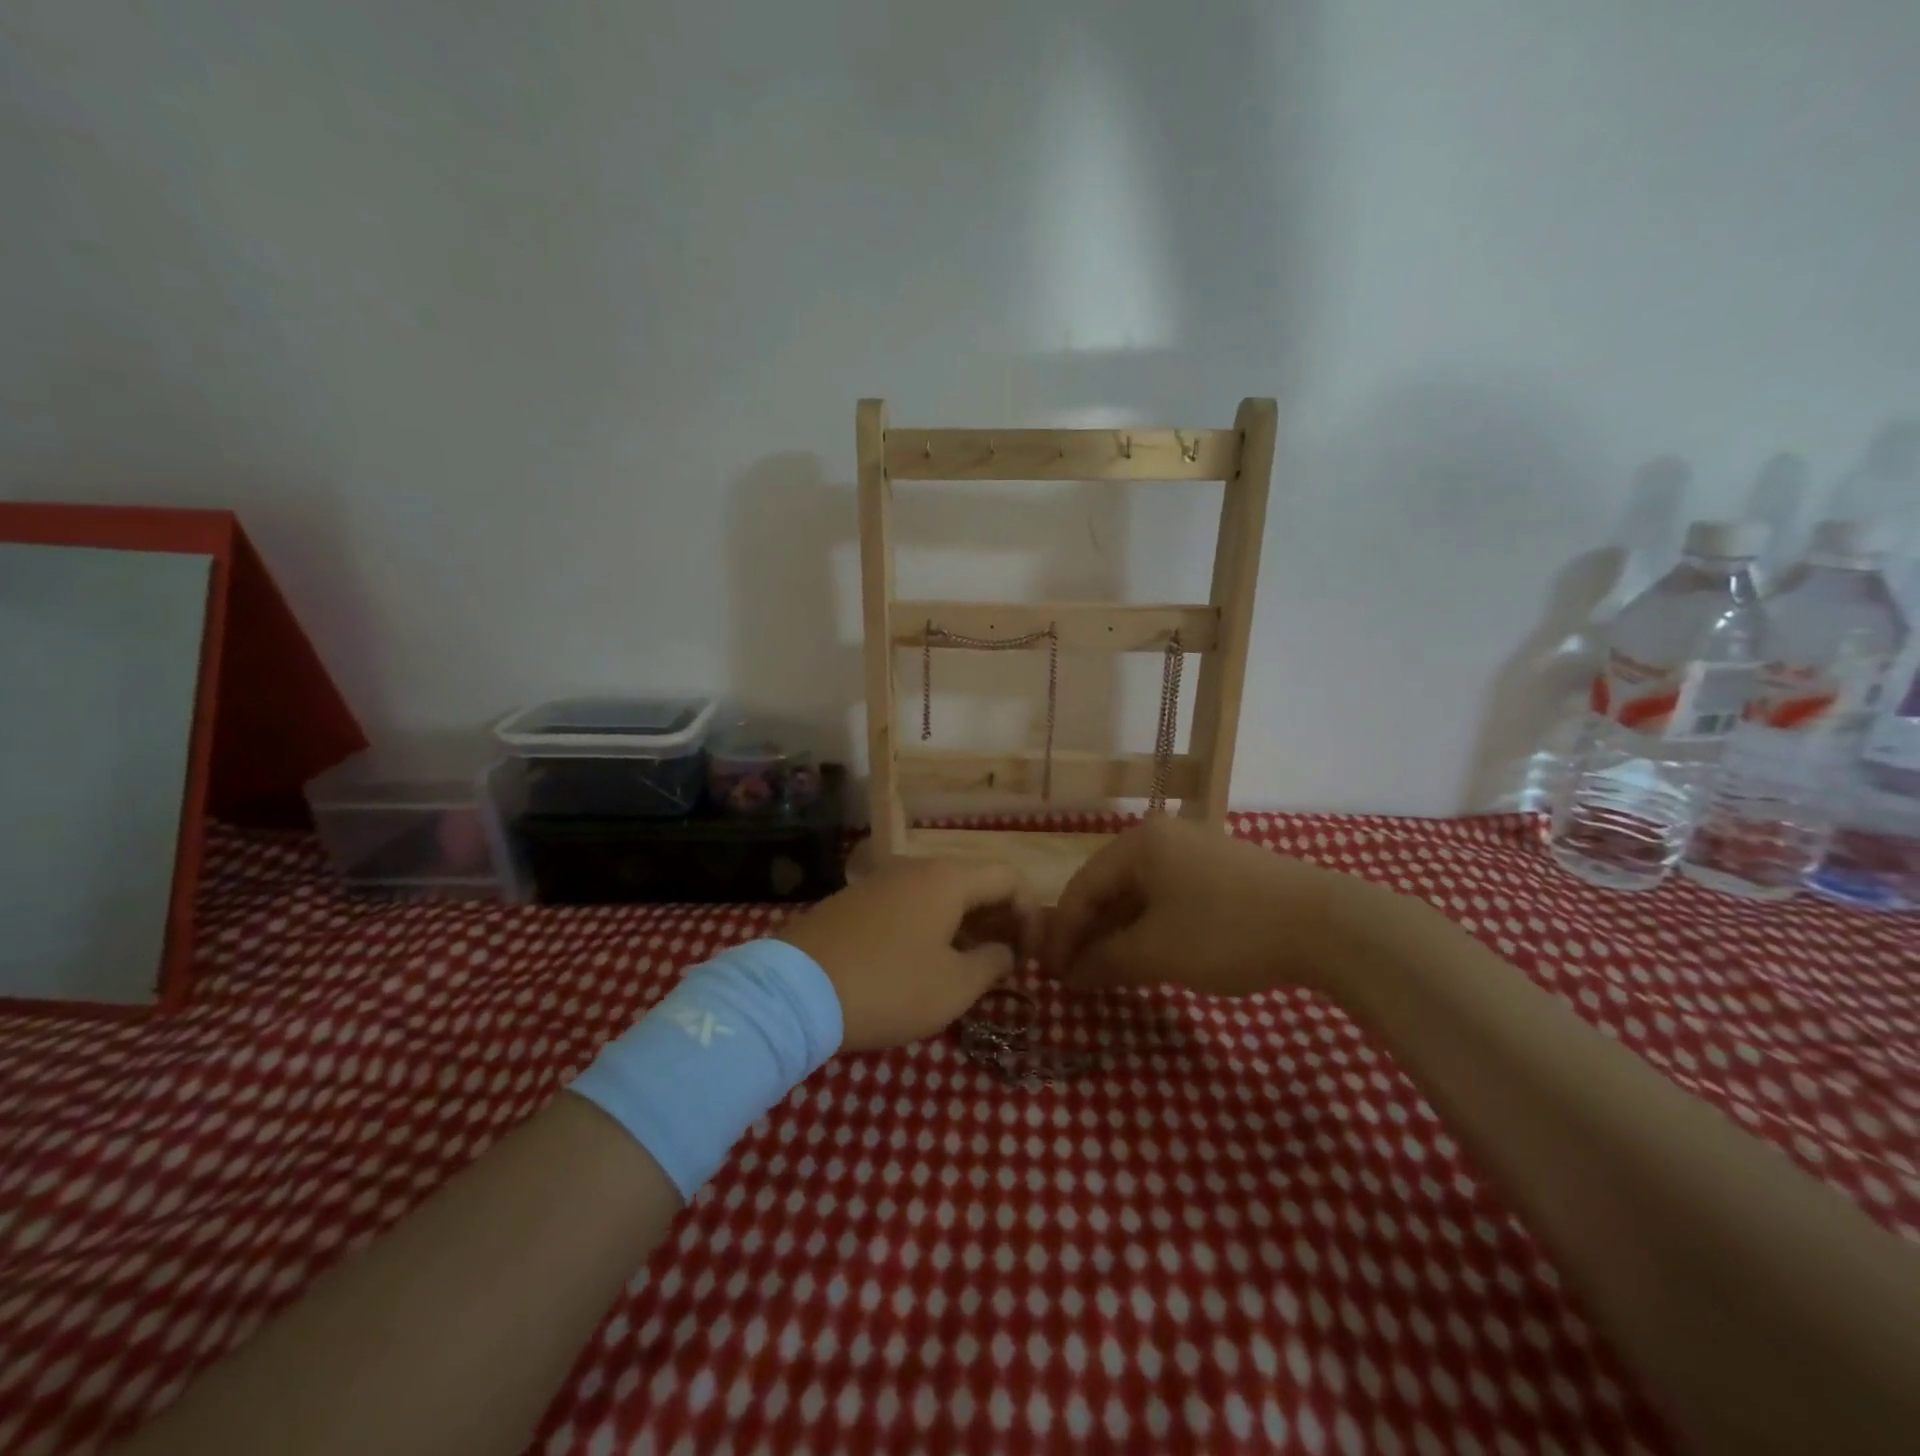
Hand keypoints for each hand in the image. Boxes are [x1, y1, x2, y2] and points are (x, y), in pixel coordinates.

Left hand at [777, 857, 1039, 1051]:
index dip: (1031, 913)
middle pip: (974, 882)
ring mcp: (881, 880)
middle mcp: (915, 867)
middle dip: (999, 919)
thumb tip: (1004, 951)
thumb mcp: (953, 987)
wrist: (795, 992)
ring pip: (939, 894)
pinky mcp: (855, 900)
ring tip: (970, 967)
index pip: (1009, 878)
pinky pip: (909, 904)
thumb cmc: (889, 988)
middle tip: (1007, 963)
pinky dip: (931, 925)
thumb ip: (992, 964)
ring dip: (965, 925)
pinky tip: (925, 962)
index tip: (1032, 956)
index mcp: (947, 879)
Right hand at [1042, 817, 1381, 996]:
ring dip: (1120, 933)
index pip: (1082, 888)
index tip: (1052, 974)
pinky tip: (1151, 955)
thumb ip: (1105, 962)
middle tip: (1078, 976)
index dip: (1062, 934)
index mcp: (1138, 843)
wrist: (1326, 925)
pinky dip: (1151, 927)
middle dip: (1090, 934)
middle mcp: (1161, 837)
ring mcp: (1194, 851)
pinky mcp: (1221, 871)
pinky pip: (1168, 897)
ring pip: (1140, 894)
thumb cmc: (1226, 931)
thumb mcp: (1156, 952)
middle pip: (1109, 887)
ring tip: (1110, 972)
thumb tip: (1070, 974)